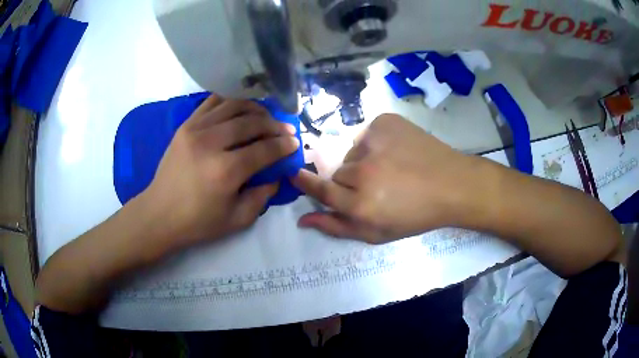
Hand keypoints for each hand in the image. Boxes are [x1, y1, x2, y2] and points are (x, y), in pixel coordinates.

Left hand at [142, 95, 298, 250]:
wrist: (159, 214)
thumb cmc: (197, 222)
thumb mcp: (237, 220)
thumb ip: (262, 197)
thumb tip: (277, 175)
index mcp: (226, 171)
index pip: (264, 149)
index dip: (284, 145)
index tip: (295, 142)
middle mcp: (211, 143)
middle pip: (251, 122)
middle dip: (274, 124)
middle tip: (285, 129)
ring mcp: (195, 130)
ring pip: (233, 106)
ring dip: (255, 109)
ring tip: (265, 116)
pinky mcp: (185, 125)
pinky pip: (212, 102)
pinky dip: (230, 101)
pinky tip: (240, 108)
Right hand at [292, 114, 477, 243]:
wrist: (452, 185)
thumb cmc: (416, 215)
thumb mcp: (376, 233)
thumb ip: (336, 227)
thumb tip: (303, 218)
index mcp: (360, 204)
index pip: (319, 189)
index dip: (305, 182)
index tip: (296, 174)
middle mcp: (363, 172)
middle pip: (338, 172)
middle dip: (350, 180)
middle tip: (376, 185)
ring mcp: (374, 142)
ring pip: (353, 153)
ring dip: (364, 161)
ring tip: (392, 168)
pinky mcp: (385, 122)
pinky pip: (367, 135)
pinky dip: (376, 143)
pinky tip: (397, 152)